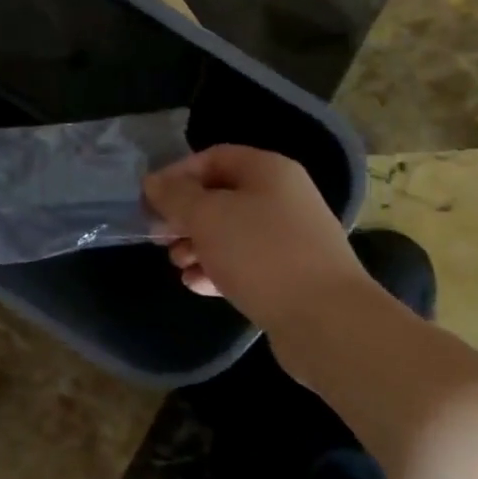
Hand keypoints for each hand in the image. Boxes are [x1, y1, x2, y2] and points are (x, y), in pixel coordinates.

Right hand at [143, 145, 375, 328]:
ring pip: (230, 232)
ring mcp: (289, 239)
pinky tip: (196, 284)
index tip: (150, 200)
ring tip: (178, 264)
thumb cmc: (261, 253)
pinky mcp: (289, 276)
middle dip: (185, 216)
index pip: (213, 157)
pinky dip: (217, 269)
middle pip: (220, 197)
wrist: (327, 321)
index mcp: (268, 171)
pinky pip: (244, 263)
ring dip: (197, 245)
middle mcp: (282, 198)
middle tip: (160, 236)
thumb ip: (174, 196)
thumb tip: (153, 182)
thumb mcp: (206, 216)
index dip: (177, 174)